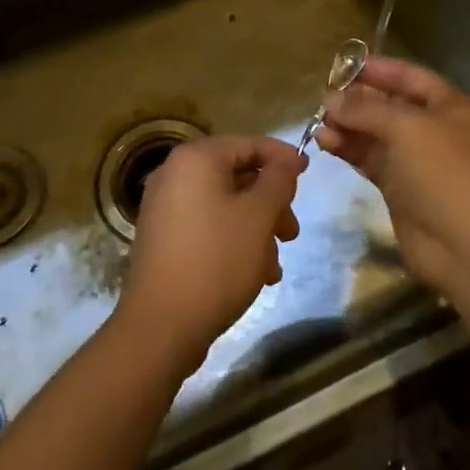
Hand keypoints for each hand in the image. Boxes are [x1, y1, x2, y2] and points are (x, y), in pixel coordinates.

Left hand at [117, 136, 303, 374]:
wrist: (161, 325)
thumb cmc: (216, 260)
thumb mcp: (258, 216)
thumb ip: (278, 181)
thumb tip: (286, 162)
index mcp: (195, 159)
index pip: (248, 144)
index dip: (282, 156)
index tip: (308, 173)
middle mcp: (175, 175)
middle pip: (236, 176)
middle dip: (271, 203)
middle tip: (292, 231)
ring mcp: (165, 208)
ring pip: (225, 205)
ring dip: (256, 228)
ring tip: (275, 264)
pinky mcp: (164, 240)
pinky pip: (208, 227)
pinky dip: (234, 241)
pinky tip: (255, 275)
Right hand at [313, 56, 469, 297]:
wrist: (463, 245)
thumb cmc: (442, 172)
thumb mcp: (406, 127)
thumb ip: (365, 108)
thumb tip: (330, 99)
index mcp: (450, 106)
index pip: (410, 76)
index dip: (378, 69)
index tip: (343, 65)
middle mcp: (435, 128)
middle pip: (390, 104)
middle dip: (357, 99)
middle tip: (324, 96)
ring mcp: (417, 159)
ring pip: (376, 132)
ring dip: (348, 125)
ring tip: (318, 122)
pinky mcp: (400, 186)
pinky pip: (370, 158)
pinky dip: (349, 148)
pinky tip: (325, 142)